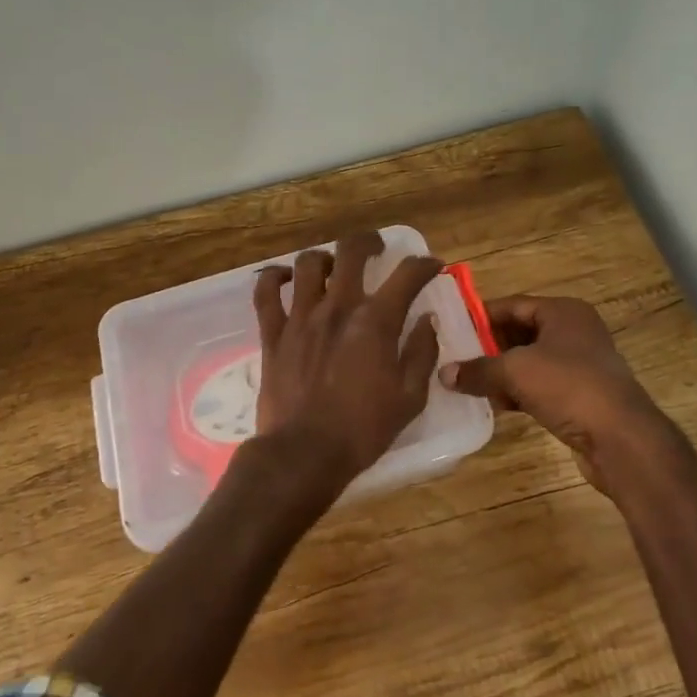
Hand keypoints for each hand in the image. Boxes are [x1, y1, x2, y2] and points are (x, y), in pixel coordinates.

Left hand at [242, 230, 443, 507]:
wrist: (304, 453)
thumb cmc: (363, 430)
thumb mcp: (410, 397)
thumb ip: (421, 352)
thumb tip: (426, 319)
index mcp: (375, 322)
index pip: (407, 275)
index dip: (424, 265)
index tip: (431, 267)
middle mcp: (337, 307)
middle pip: (350, 250)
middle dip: (368, 242)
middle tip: (376, 251)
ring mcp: (300, 317)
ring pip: (307, 263)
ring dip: (324, 259)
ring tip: (332, 269)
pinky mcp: (272, 333)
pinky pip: (265, 292)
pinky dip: (273, 278)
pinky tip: (285, 280)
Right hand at [439, 295, 680, 495]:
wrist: (620, 438)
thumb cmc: (568, 387)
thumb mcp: (515, 372)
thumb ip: (478, 370)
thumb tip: (444, 373)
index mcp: (563, 312)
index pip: (512, 304)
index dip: (481, 316)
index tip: (450, 328)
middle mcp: (574, 331)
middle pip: (520, 331)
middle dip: (488, 346)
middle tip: (454, 357)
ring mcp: (580, 364)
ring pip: (529, 361)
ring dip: (501, 372)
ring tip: (467, 382)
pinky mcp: (580, 395)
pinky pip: (540, 385)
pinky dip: (518, 391)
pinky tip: (495, 403)